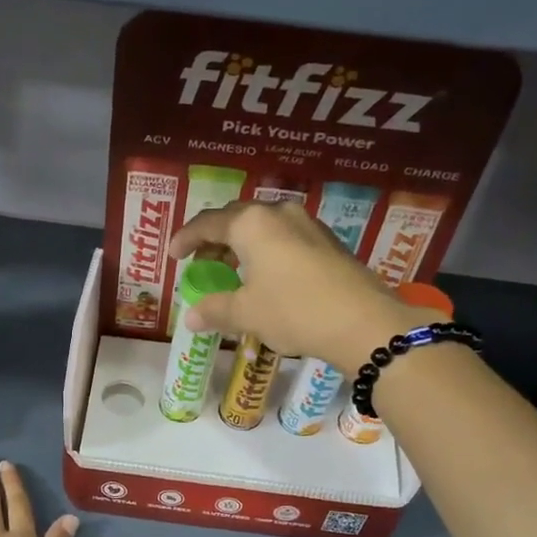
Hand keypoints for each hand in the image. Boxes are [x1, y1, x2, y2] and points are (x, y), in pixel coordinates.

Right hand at [166, 202, 442, 370]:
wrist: (363, 322)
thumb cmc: (293, 311)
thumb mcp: (247, 313)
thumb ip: (214, 309)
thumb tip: (191, 317)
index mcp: (251, 223)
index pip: (207, 223)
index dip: (185, 239)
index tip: (173, 256)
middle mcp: (278, 214)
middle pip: (235, 220)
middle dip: (213, 241)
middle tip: (200, 263)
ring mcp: (307, 225)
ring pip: (262, 228)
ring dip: (241, 247)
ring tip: (230, 273)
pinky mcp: (327, 242)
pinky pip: (283, 239)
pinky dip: (264, 253)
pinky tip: (264, 278)